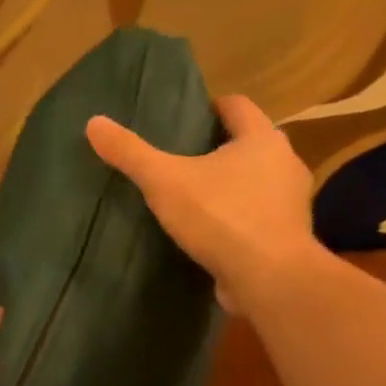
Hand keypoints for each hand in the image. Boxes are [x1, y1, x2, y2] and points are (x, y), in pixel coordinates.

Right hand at [86, 93, 320, 310]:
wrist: (270, 278)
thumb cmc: (221, 216)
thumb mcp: (165, 181)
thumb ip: (131, 153)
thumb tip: (93, 123)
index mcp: (262, 139)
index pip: (238, 106)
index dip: (212, 107)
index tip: (187, 117)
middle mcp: (285, 164)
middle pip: (250, 144)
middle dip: (220, 148)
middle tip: (183, 156)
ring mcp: (291, 203)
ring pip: (257, 182)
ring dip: (231, 185)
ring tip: (194, 194)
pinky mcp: (287, 237)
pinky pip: (258, 216)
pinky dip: (238, 217)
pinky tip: (210, 230)